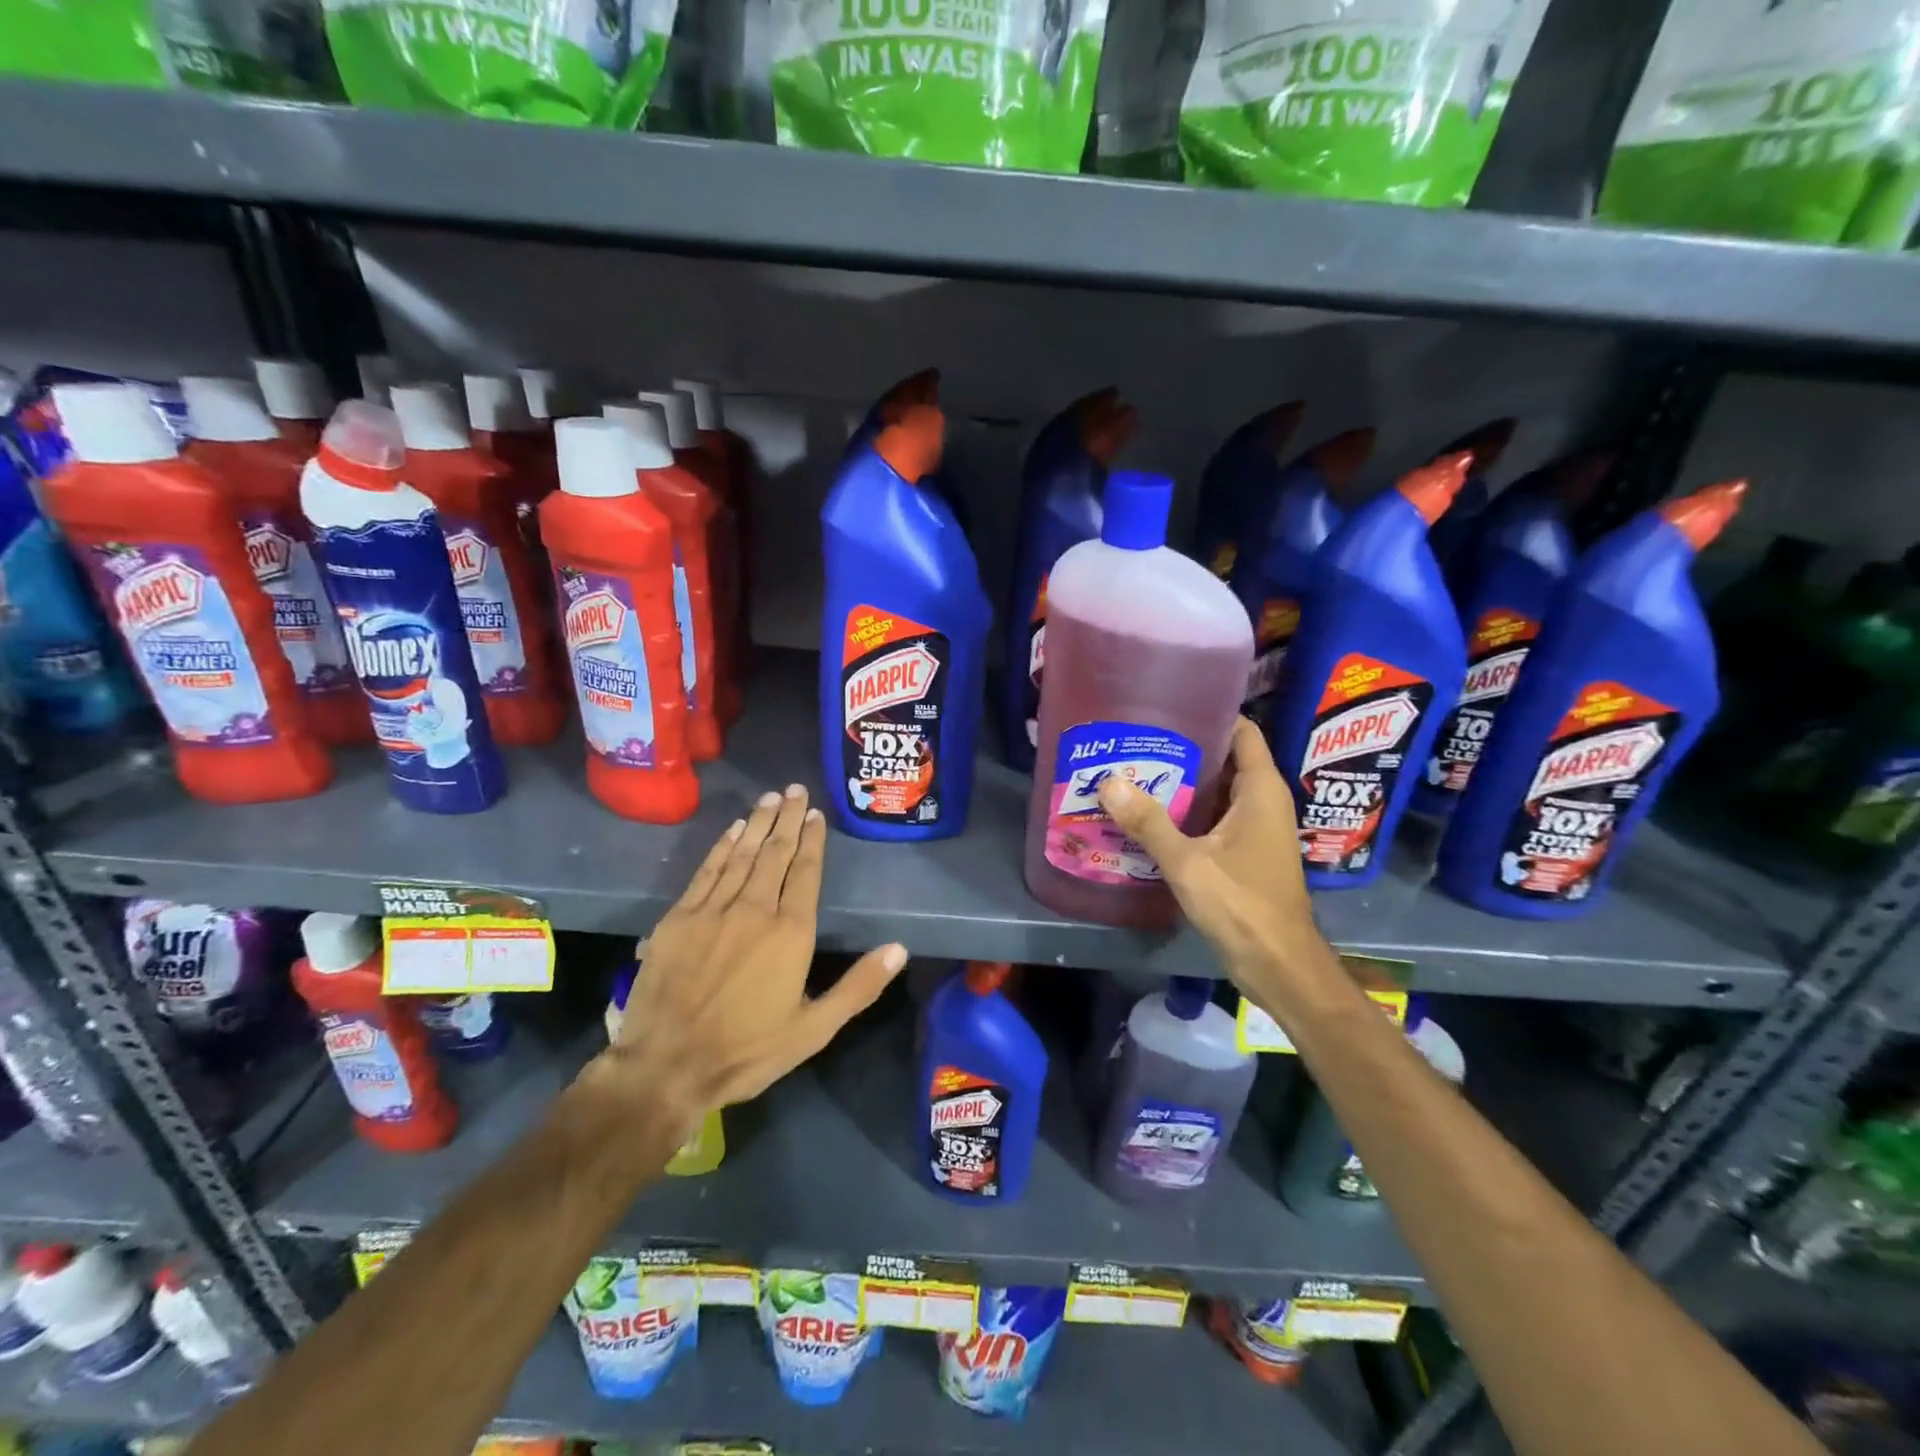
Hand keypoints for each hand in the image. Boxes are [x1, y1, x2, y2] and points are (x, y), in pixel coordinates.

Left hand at [601, 784, 907, 1132]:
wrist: (668, 1066)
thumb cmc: (748, 1050)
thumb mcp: (815, 1029)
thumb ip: (858, 986)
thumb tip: (899, 948)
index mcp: (791, 932)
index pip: (806, 872)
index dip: (812, 840)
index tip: (814, 813)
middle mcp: (755, 909)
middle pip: (775, 853)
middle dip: (786, 819)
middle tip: (793, 789)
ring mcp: (713, 910)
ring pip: (741, 855)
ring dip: (757, 823)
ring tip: (769, 797)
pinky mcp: (679, 918)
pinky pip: (707, 870)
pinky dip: (722, 846)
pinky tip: (732, 830)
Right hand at [1096, 719, 1337, 1017]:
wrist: (1279, 965)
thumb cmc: (1243, 905)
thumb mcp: (1189, 862)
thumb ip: (1149, 822)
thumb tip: (1109, 781)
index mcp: (1261, 791)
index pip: (1242, 732)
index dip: (1210, 714)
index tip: (1168, 706)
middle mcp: (1263, 803)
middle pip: (1225, 759)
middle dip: (1185, 749)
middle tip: (1137, 740)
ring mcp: (1255, 830)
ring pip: (1217, 792)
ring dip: (1183, 784)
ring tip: (1135, 771)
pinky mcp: (1245, 854)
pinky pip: (1214, 819)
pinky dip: (1188, 813)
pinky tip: (1150, 816)